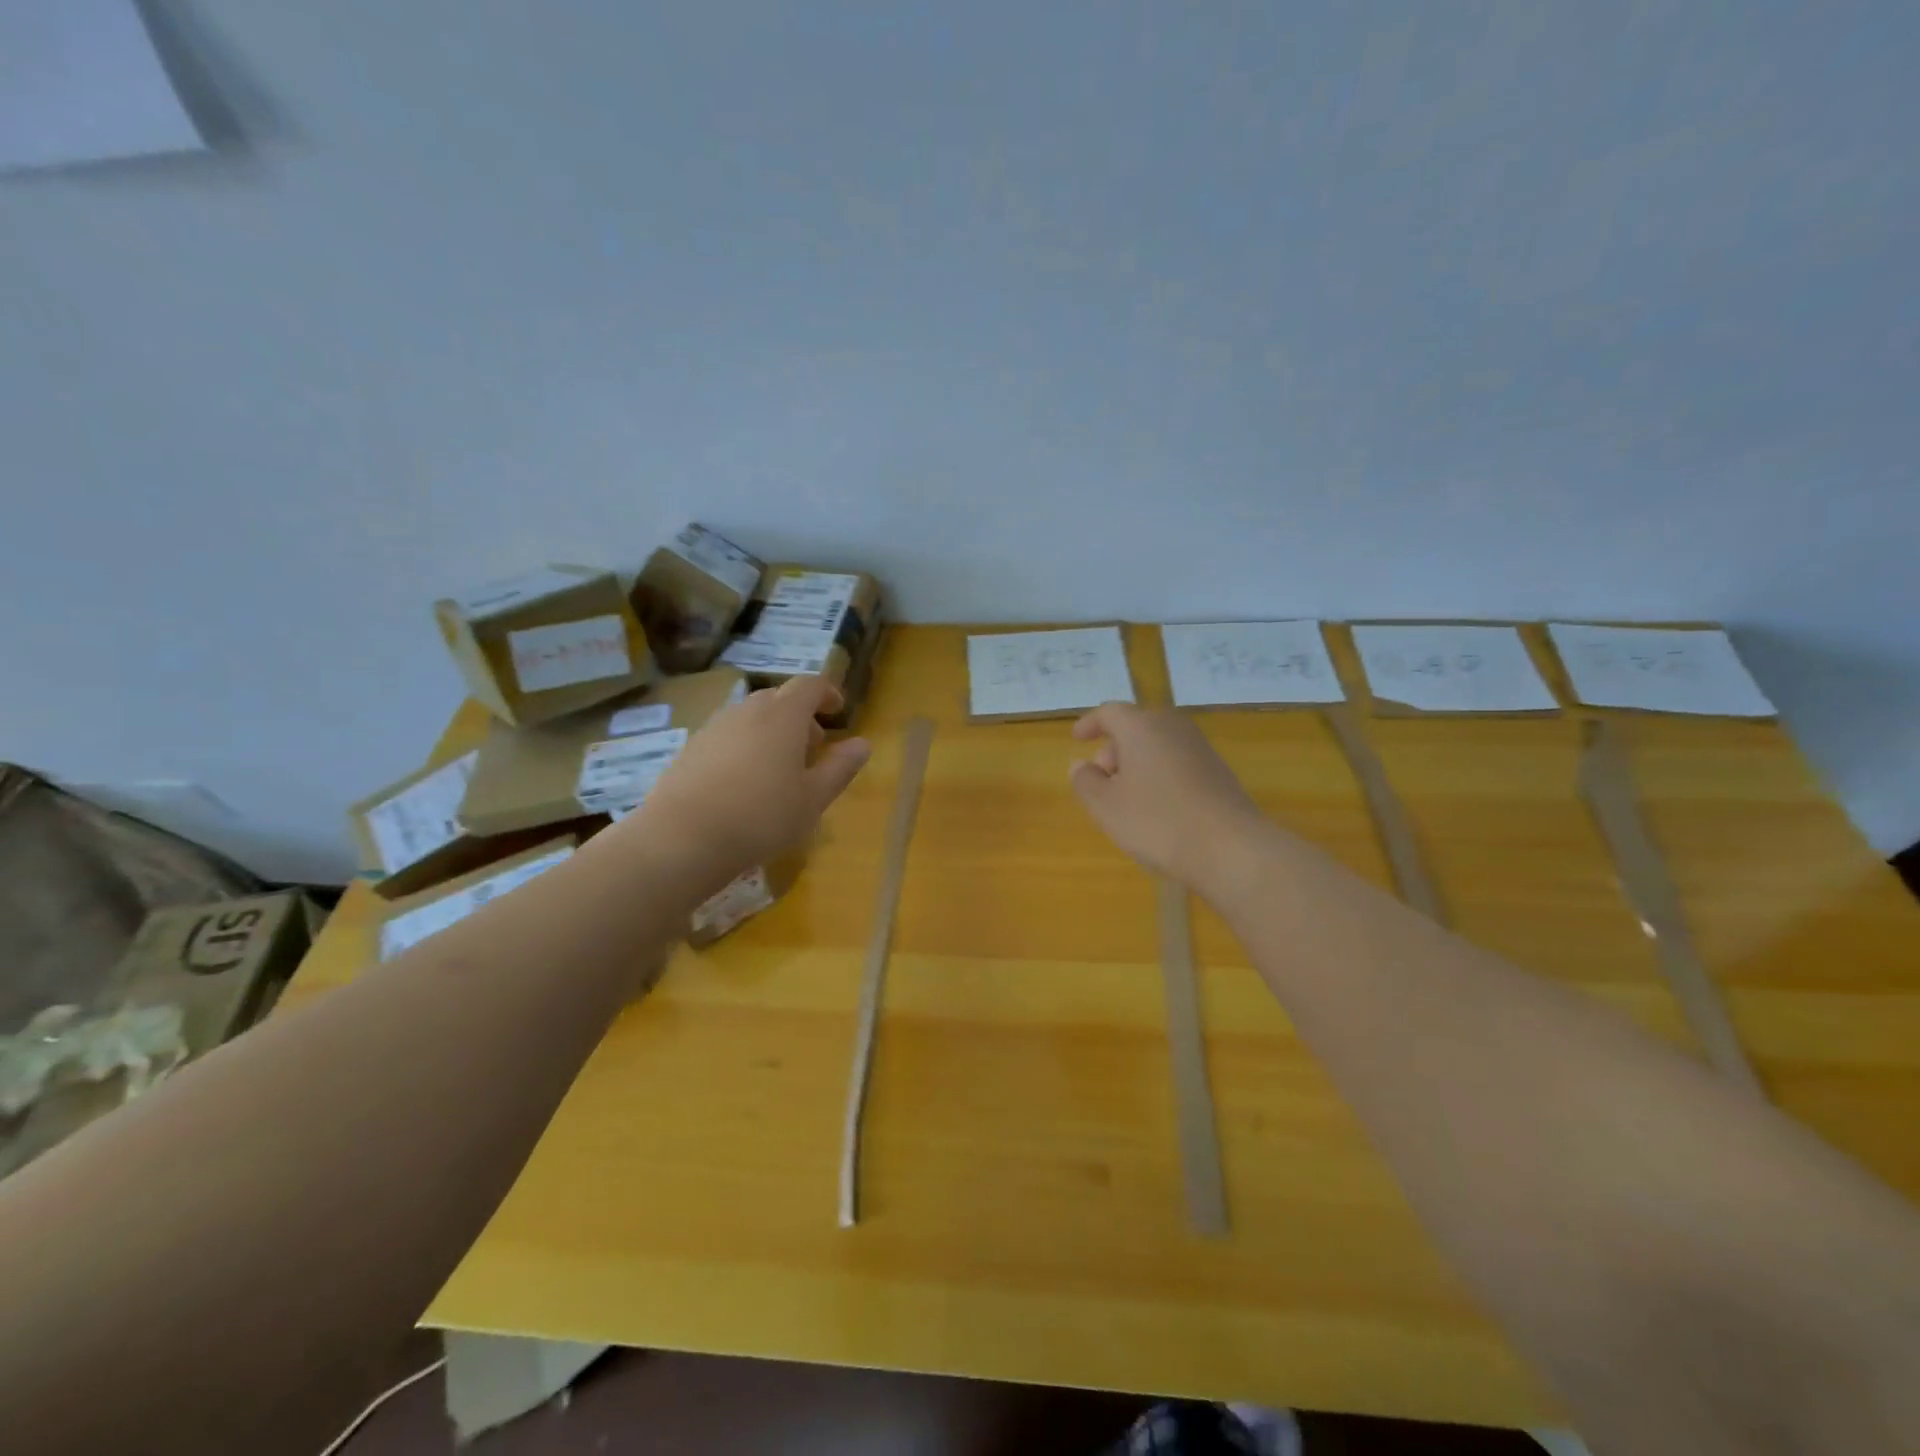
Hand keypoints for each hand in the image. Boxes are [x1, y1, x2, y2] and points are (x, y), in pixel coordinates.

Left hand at [628, 676, 870, 898]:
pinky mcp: (691, 749)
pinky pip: (727, 736)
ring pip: (751, 717)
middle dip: (800, 716)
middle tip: (813, 747)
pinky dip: (745, 747)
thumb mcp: (813, 798)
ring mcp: (714, 728)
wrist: (681, 839)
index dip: (827, 693)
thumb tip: (862, 743)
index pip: (810, 685)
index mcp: (783, 715)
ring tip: (779, 770)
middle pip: (779, 698)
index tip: (838, 711)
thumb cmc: (761, 816)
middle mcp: (747, 711)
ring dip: (771, 732)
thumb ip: (841, 767)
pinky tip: (744, 784)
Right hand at [1070, 702, 1269, 900]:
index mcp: (1142, 727)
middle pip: (1136, 727)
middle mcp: (1173, 728)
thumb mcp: (1106, 806)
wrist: (1231, 848)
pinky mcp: (1219, 772)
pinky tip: (1157, 809)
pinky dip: (1160, 775)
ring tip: (1126, 798)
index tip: (1077, 738)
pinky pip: (1177, 763)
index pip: (1110, 712)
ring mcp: (1201, 749)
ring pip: (1158, 745)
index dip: (1090, 723)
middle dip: (1114, 748)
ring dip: (1137, 764)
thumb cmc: (1157, 821)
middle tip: (1101, 778)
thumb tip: (1081, 765)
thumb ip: (1086, 781)